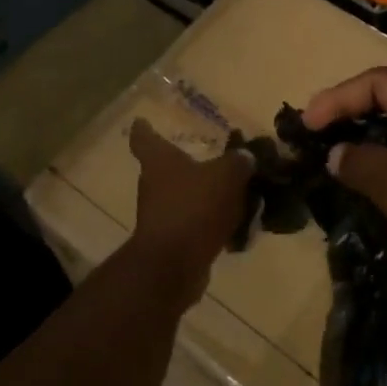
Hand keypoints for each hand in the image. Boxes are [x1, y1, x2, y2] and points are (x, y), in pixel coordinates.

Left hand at [125, 119, 252, 301]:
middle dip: (188, 165)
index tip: (141, 121)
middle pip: (167, 169)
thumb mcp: (226, 175)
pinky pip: (195, 225)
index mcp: (159, 161)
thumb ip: (238, 162)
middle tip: (216, 161)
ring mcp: (160, 215)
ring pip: (184, 198)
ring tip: (237, 195)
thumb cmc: (193, 207)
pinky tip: (237, 227)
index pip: (143, 138)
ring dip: (205, 197)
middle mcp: (153, 185)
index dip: (143, 128)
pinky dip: (212, 224)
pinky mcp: (172, 241)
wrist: (174, 264)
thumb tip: (245, 157)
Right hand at [302, 67, 386, 321]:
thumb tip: (336, 155)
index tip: (307, 125)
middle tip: (313, 139)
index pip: (380, 82)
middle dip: (349, 116)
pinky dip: (380, 175)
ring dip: (363, 148)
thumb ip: (360, 162)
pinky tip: (358, 194)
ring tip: (328, 165)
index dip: (339, 97)